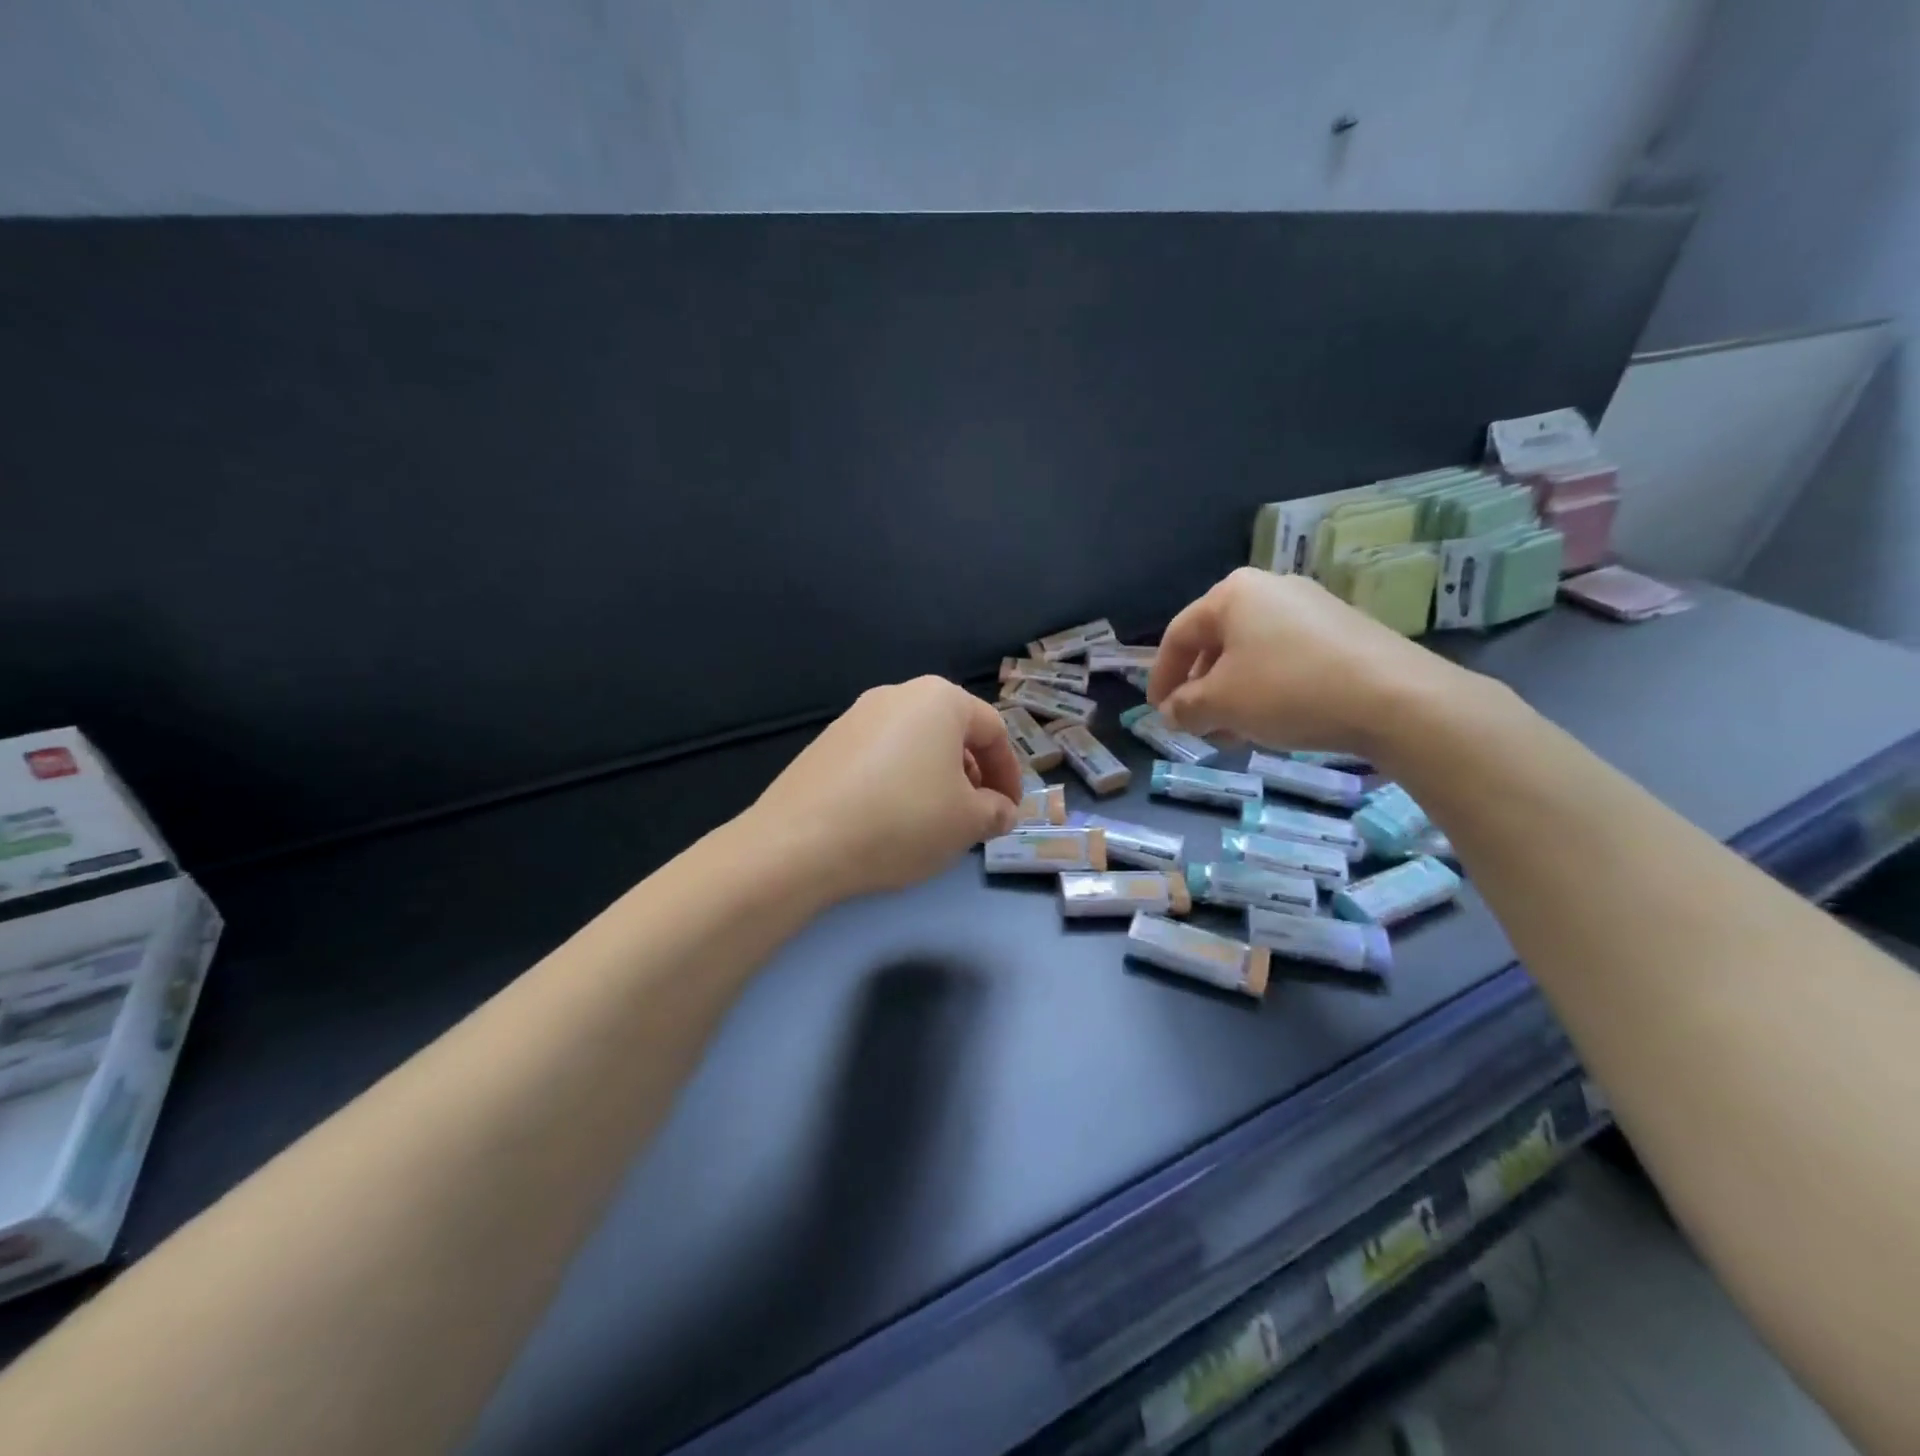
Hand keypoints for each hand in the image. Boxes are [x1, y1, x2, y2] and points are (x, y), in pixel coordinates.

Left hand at [751, 676, 1023, 899]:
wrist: (800, 842)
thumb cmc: (902, 821)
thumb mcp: (967, 822)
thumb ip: (996, 811)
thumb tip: (999, 810)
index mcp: (939, 699)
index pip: (993, 731)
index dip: (1010, 774)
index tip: (1010, 812)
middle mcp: (896, 695)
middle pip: (951, 733)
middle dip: (972, 776)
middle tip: (974, 817)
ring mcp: (855, 717)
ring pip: (914, 746)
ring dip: (936, 780)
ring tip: (934, 822)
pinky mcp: (826, 744)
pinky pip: (880, 758)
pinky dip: (899, 783)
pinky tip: (890, 820)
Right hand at [1147, 568, 1467, 757]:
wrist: (1396, 699)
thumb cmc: (1288, 691)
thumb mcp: (1221, 704)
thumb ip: (1185, 707)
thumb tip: (1172, 712)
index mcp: (1233, 594)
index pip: (1178, 635)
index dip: (1161, 677)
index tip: (1157, 711)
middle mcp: (1270, 589)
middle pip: (1216, 643)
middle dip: (1200, 689)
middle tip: (1196, 725)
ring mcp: (1311, 607)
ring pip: (1252, 654)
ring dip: (1232, 695)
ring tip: (1234, 733)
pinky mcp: (1342, 631)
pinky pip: (1286, 658)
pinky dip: (1267, 689)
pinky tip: (1272, 721)